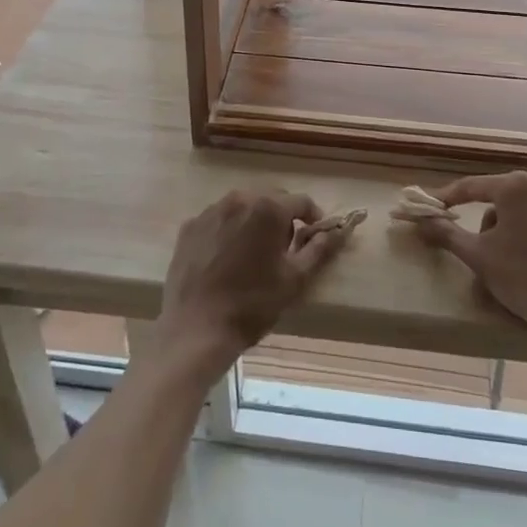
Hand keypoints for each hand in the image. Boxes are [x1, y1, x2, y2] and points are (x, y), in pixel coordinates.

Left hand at [155, 190, 352, 375]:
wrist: (196, 328)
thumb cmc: (252, 304)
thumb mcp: (294, 279)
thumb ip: (318, 249)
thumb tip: (336, 231)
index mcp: (267, 208)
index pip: (301, 201)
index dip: (313, 218)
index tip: (314, 237)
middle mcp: (238, 199)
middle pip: (271, 198)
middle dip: (282, 218)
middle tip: (283, 249)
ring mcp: (210, 211)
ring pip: (243, 206)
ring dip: (254, 221)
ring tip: (254, 254)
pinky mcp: (190, 226)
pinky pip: (218, 219)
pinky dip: (228, 230)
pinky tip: (226, 258)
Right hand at [410, 171, 526, 354]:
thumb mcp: (479, 257)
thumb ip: (447, 234)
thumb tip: (421, 221)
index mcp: (516, 186)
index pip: (472, 186)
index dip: (449, 198)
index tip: (434, 208)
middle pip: (501, 199)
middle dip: (488, 223)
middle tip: (483, 253)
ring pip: (526, 212)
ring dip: (512, 231)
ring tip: (512, 265)